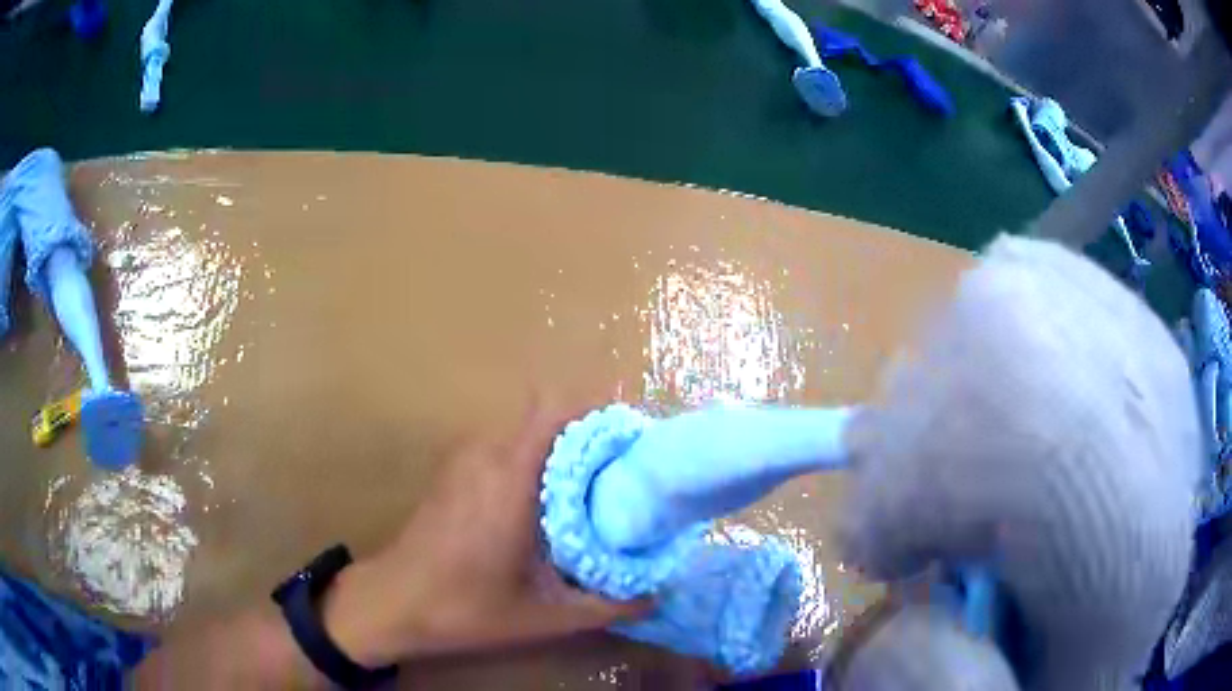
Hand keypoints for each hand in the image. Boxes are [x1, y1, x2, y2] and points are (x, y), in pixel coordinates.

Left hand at [322, 395, 651, 666]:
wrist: (393, 602)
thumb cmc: (465, 607)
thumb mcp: (545, 618)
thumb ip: (607, 607)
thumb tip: (657, 595)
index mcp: (510, 477)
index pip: (555, 409)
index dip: (597, 412)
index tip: (631, 441)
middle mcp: (486, 454)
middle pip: (546, 417)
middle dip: (588, 435)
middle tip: (624, 473)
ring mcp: (464, 459)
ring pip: (525, 431)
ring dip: (560, 449)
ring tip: (592, 489)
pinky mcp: (453, 471)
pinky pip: (504, 447)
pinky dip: (534, 460)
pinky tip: (545, 505)